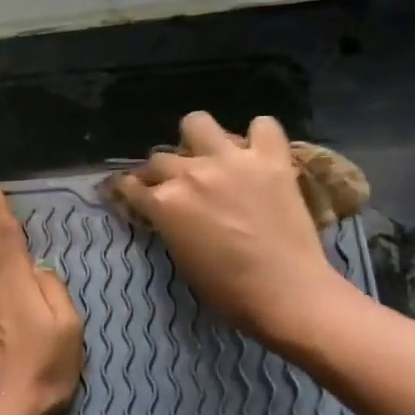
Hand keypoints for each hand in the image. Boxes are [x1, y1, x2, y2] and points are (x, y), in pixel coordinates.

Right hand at [114, 112, 348, 344]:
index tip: (131, 190)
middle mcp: (191, 173)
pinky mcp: (270, 158)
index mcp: (164, 203)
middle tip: (177, 185)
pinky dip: (259, 136)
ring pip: (198, 122)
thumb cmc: (228, 290)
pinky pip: (263, 125)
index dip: (128, 188)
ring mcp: (231, 160)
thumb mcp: (182, 258)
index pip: (131, 185)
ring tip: (210, 154)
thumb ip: (170, 224)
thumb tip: (169, 211)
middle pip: (161, 157)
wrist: (286, 292)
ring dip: (198, 138)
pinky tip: (258, 152)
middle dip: (162, 171)